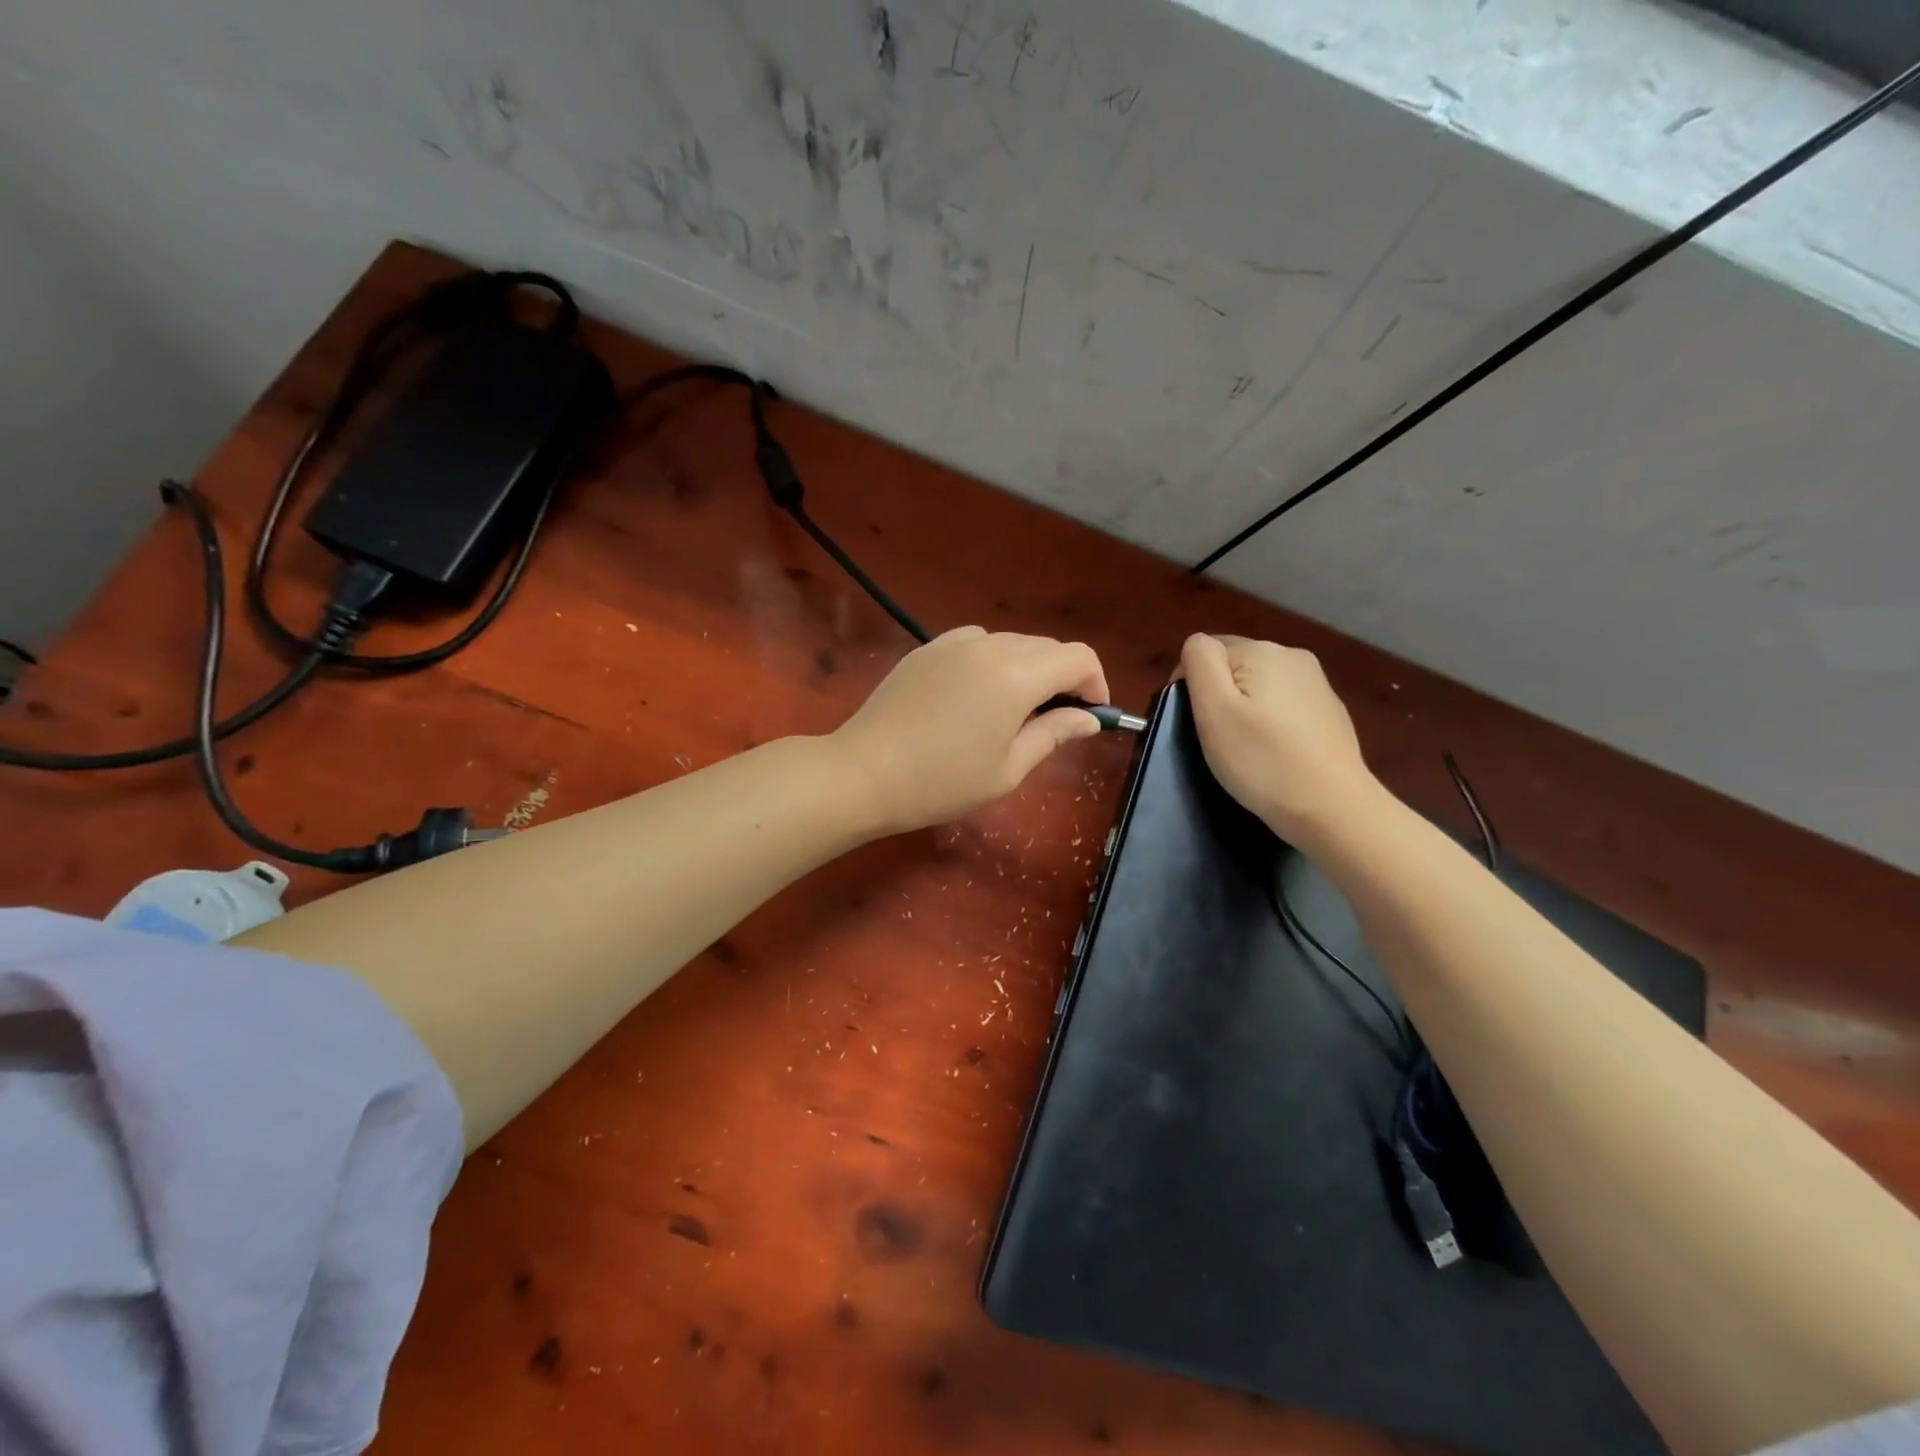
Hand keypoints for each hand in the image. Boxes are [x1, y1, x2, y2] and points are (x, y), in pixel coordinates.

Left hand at [831, 627, 1109, 833]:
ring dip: (1028, 668)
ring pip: (1012, 643)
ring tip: (1013, 711)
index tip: (1090, 715)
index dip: (1095, 683)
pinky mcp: (927, 648)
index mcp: (1016, 675)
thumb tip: (1088, 718)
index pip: (1078, 657)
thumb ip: (1054, 734)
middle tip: (1054, 721)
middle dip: (1063, 677)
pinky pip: (977, 644)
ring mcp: (953, 642)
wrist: (864, 773)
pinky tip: (976, 696)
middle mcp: (989, 646)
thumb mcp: (1008, 769)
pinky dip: (993, 661)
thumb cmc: (941, 782)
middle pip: (1047, 647)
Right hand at [1180, 633, 1379, 844]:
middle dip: (1219, 694)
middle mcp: (1293, 656)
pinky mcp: (1330, 712)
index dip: (1190, 683)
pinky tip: (1274, 753)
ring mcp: (1317, 684)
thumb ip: (1200, 663)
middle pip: (1235, 665)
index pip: (1206, 650)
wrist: (1332, 807)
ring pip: (1260, 685)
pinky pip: (1284, 705)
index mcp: (1262, 650)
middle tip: (1215, 739)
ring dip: (1245, 708)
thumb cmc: (1262, 760)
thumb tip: (1197, 645)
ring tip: (1244, 748)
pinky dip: (1270, 723)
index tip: (1192, 722)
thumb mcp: (1214, 710)